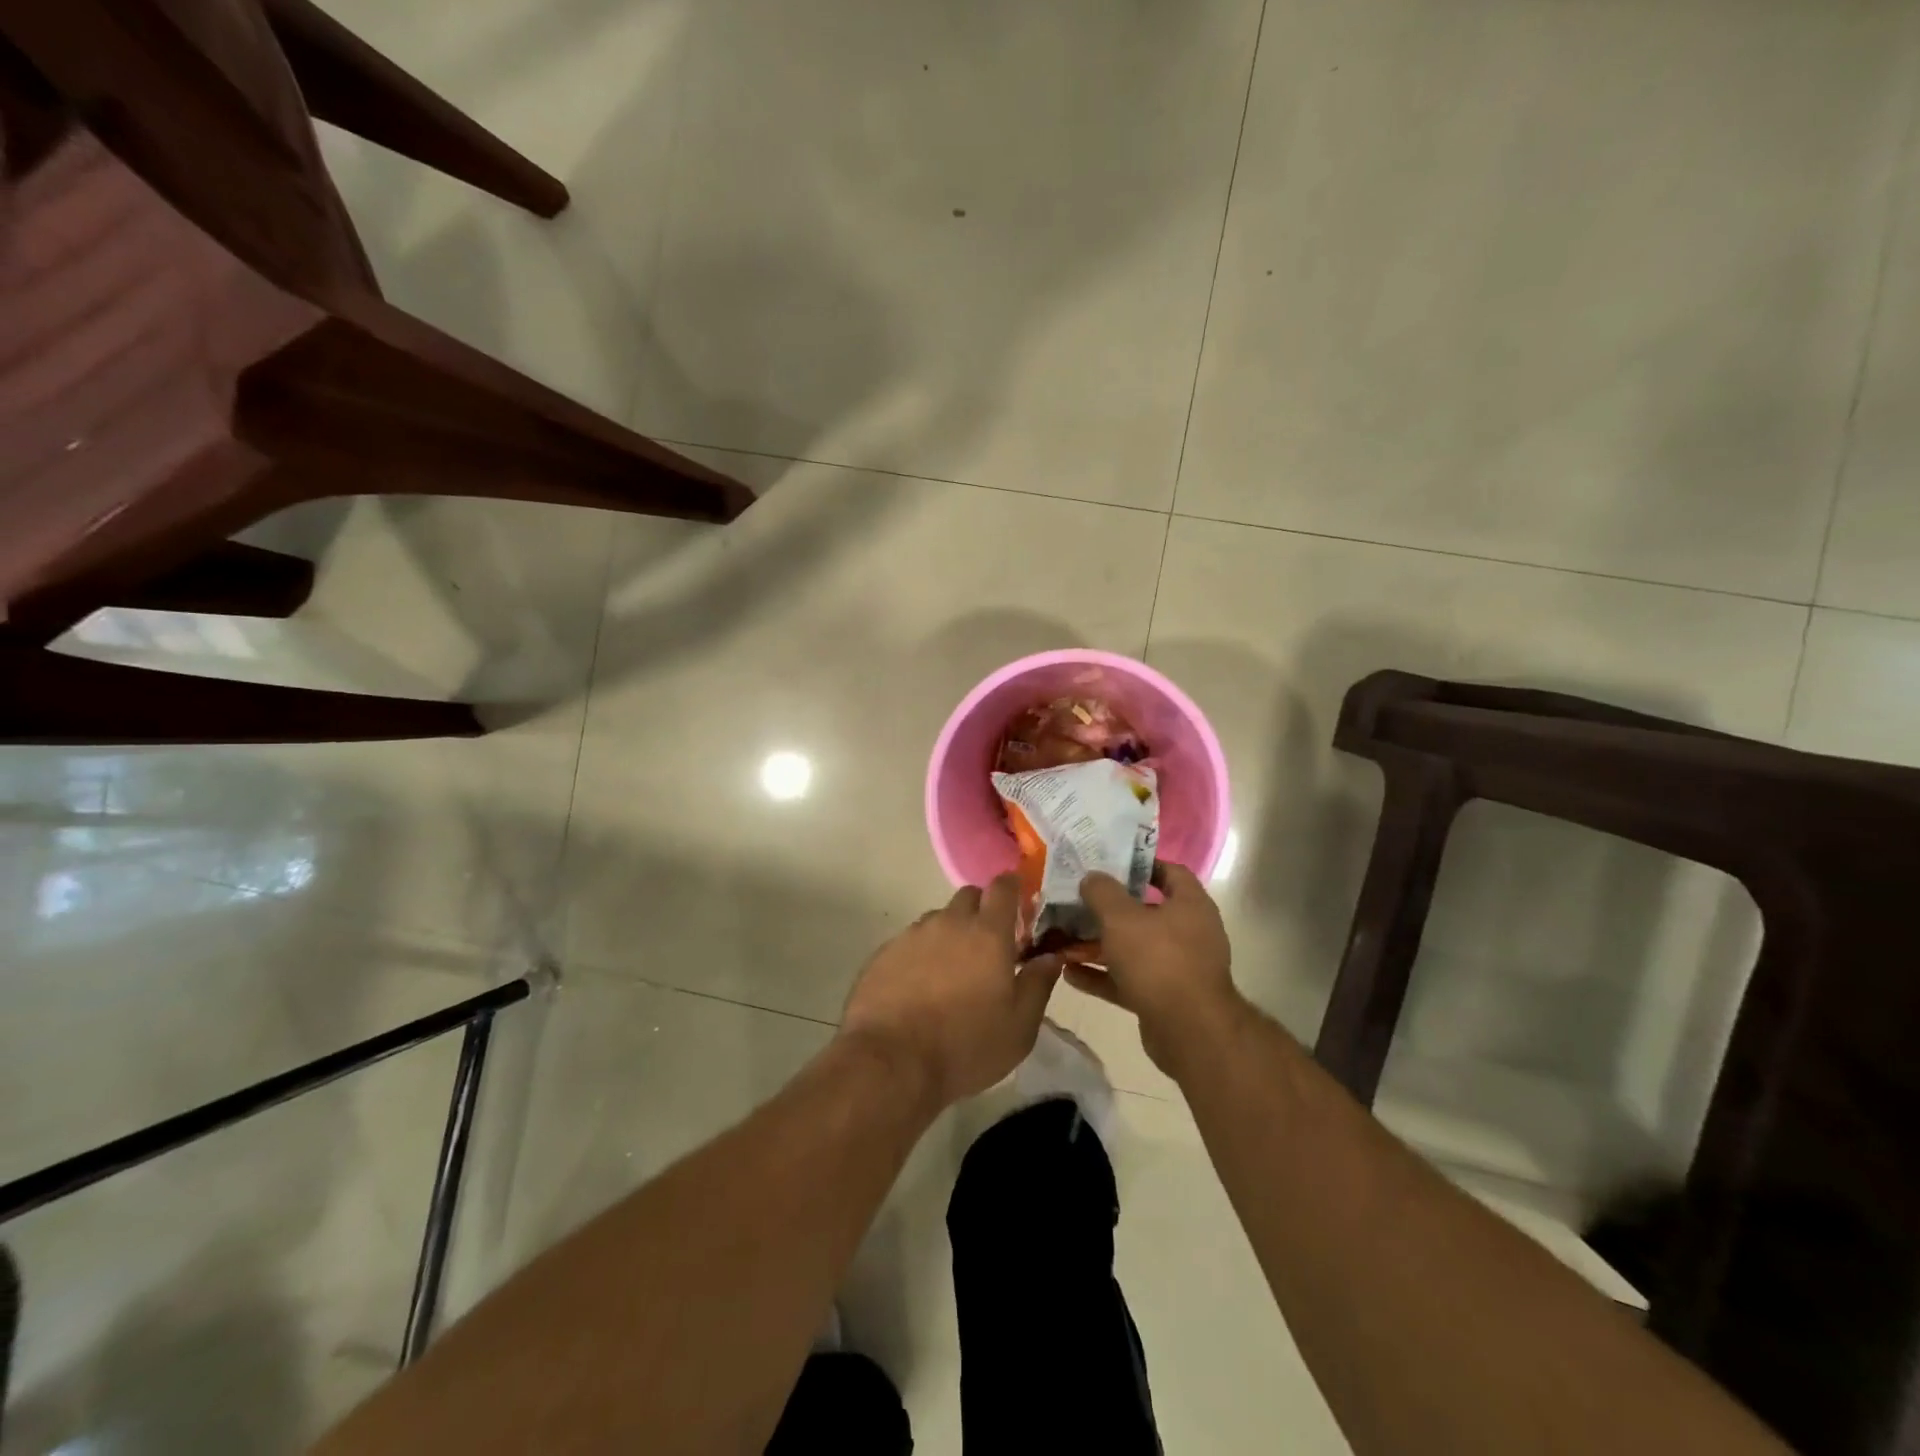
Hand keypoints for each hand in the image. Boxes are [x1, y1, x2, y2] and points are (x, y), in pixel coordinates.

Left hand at [839, 875, 1062, 1108]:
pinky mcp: (884, 953)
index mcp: (988, 934)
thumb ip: (1039, 984)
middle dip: (981, 911)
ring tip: (951, 974)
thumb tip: (1051, 956)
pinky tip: (919, 989)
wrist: (891, 1062)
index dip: (1013, 889)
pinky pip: (910, 942)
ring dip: (950, 934)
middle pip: (968, 897)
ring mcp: (912, 935)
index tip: (1019, 907)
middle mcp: (949, 923)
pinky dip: (921, 955)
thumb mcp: (1020, 1027)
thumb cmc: (966, 1046)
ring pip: (938, 919)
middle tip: (988, 948)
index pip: (1003, 887)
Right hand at [1071, 861, 1244, 1077]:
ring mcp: (1178, 967)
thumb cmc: (1158, 960)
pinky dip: (1102, 976)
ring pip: (1134, 948)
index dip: (1141, 865)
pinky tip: (1070, 973)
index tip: (1110, 864)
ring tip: (1065, 938)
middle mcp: (1189, 933)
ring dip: (1101, 944)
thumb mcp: (1122, 918)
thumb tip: (1092, 876)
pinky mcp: (1164, 997)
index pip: (1170, 872)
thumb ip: (1103, 892)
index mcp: (1190, 905)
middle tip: (1079, 901)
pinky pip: (1128, 979)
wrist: (1189, 1031)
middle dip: (1111, 909)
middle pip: (1146, 912)